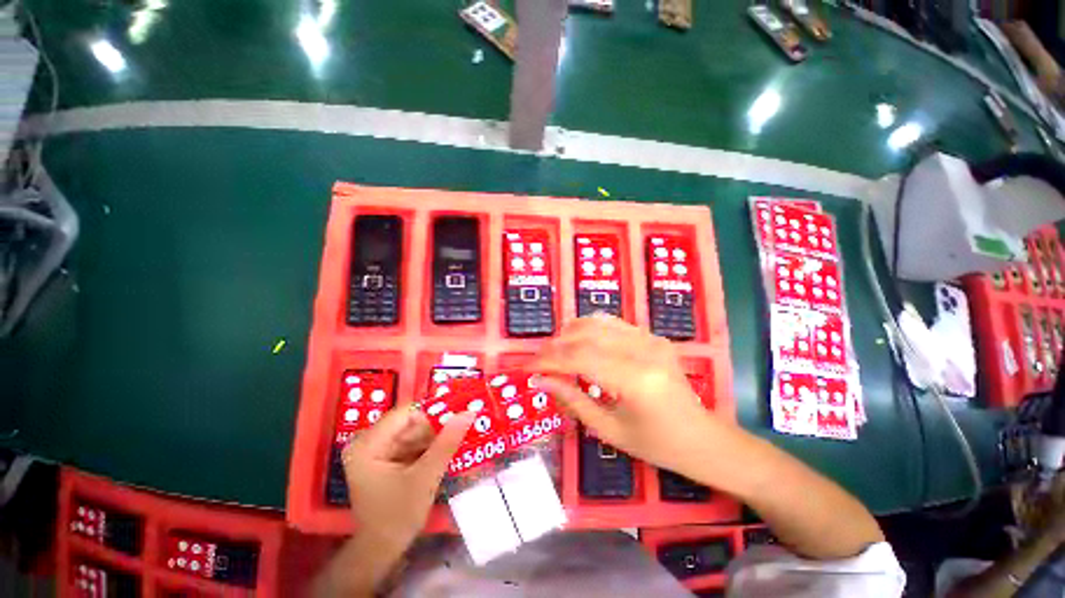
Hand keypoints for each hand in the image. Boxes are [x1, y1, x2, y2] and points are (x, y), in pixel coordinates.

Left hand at [342, 408, 473, 551]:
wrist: (381, 551)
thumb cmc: (398, 516)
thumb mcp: (426, 477)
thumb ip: (447, 443)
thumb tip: (469, 412)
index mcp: (367, 444)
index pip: (406, 413)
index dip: (432, 414)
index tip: (455, 421)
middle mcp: (367, 442)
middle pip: (409, 423)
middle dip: (434, 429)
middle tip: (456, 436)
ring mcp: (374, 450)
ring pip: (412, 432)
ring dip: (432, 439)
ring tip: (452, 446)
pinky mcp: (383, 459)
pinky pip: (409, 443)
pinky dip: (426, 447)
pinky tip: (440, 455)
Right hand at [530, 315, 723, 475]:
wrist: (703, 436)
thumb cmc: (657, 444)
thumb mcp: (609, 430)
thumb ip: (572, 400)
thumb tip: (541, 380)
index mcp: (635, 380)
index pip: (578, 358)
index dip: (548, 360)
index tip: (528, 367)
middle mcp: (643, 351)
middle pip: (585, 335)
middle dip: (555, 346)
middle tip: (539, 360)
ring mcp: (650, 339)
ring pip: (597, 322)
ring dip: (570, 333)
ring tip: (556, 350)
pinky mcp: (652, 336)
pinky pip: (613, 323)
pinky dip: (590, 328)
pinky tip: (580, 341)